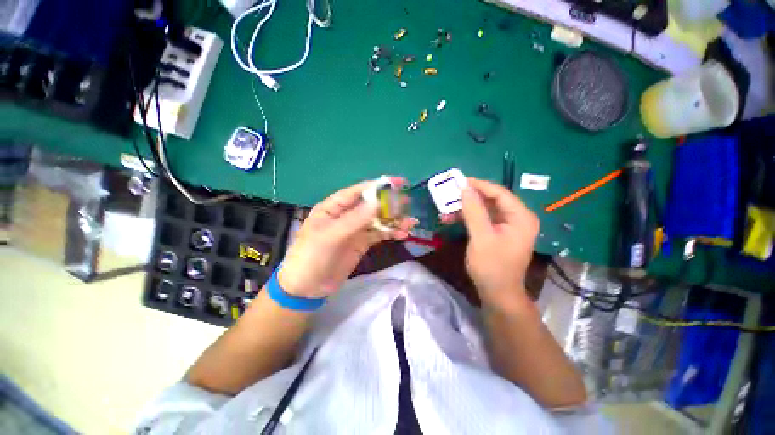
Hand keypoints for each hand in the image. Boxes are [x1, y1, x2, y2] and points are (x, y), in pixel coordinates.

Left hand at [278, 178, 416, 298]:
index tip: (397, 182)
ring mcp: (355, 230)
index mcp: (333, 207)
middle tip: (408, 203)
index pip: (357, 191)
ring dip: (393, 220)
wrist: (307, 288)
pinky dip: (390, 233)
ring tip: (410, 223)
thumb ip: (355, 219)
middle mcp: (345, 215)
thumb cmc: (311, 257)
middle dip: (389, 204)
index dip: (377, 186)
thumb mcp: (331, 236)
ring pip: (377, 220)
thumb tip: (378, 202)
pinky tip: (403, 234)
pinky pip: (379, 234)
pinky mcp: (361, 243)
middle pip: (371, 205)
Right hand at [458, 178, 539, 308]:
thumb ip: (473, 210)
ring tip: (447, 210)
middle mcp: (517, 218)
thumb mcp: (481, 237)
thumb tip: (464, 187)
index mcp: (521, 217)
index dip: (479, 185)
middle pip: (492, 199)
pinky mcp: (498, 232)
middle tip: (450, 194)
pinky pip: (482, 219)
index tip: (459, 181)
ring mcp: (507, 225)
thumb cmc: (492, 266)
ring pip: (485, 209)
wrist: (497, 293)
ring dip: (465, 208)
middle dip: (470, 197)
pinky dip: (467, 218)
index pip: (499, 193)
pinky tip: (452, 219)